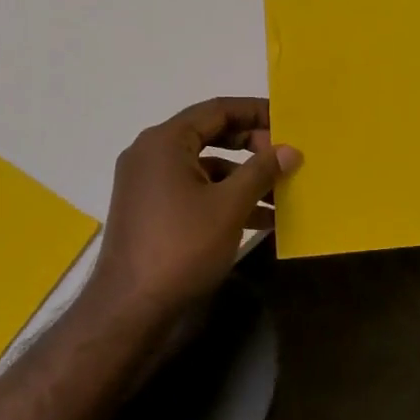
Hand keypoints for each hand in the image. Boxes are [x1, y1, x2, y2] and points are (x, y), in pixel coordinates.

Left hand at [88, 97, 301, 320]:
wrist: (129, 309)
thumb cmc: (180, 247)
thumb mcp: (229, 206)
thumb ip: (261, 171)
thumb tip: (290, 149)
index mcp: (165, 141)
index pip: (217, 110)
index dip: (255, 111)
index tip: (287, 121)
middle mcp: (151, 153)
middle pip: (210, 135)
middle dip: (252, 145)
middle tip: (285, 157)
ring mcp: (148, 183)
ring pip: (204, 166)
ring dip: (243, 177)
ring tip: (281, 193)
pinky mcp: (151, 210)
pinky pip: (194, 190)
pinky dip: (224, 198)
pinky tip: (260, 218)